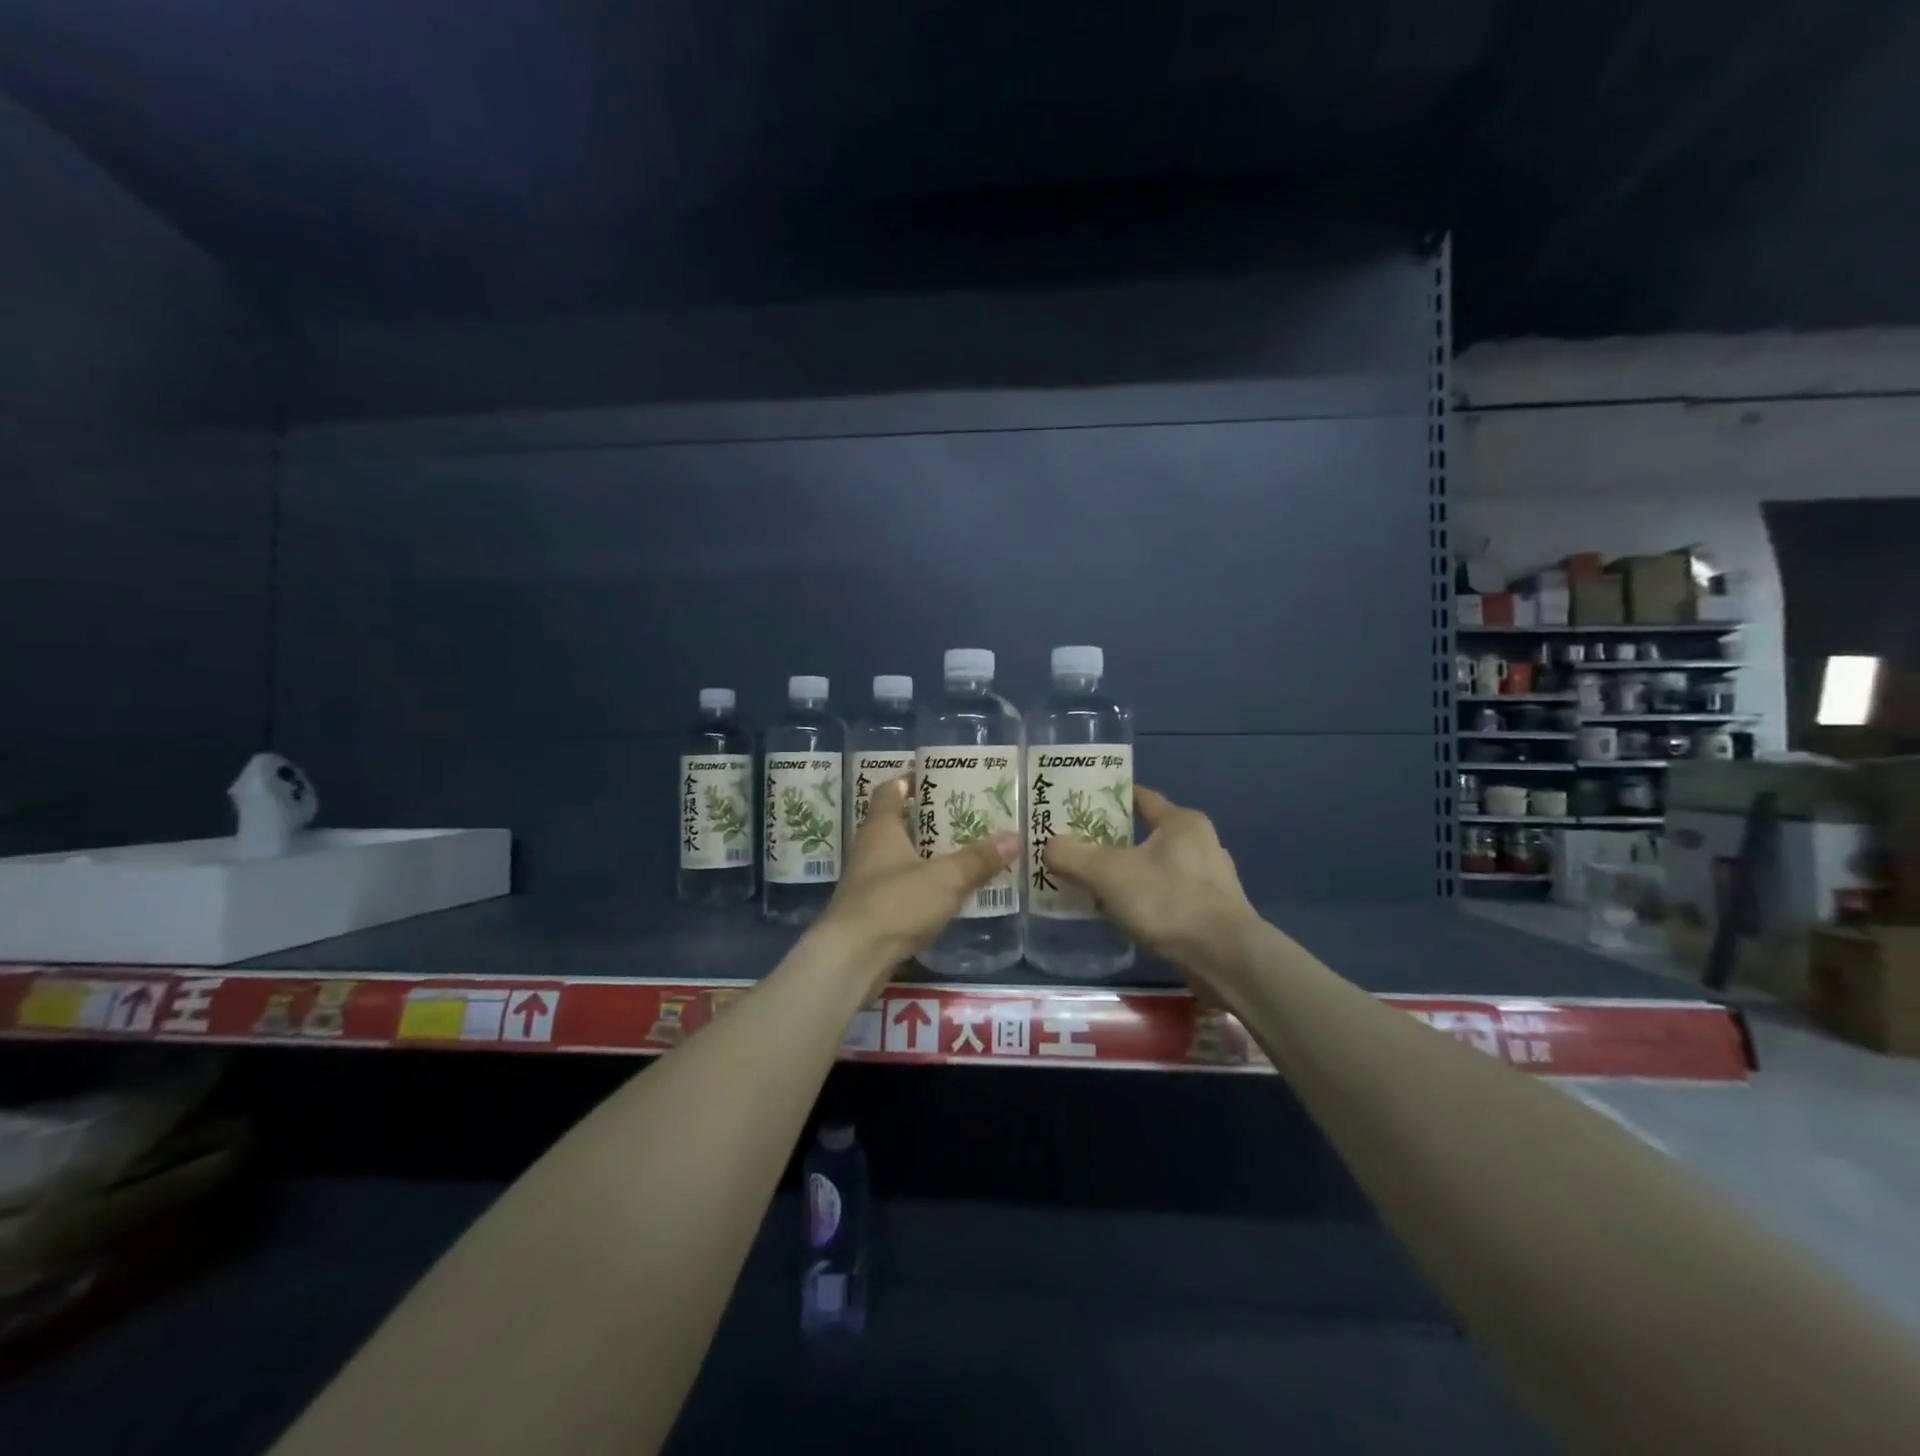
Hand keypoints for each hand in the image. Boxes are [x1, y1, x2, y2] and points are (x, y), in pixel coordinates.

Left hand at [815, 776, 1018, 984]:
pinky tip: (943, 894)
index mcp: (881, 829)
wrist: (852, 958)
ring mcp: (865, 883)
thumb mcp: (945, 879)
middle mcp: (868, 850)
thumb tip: (1014, 836)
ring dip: (923, 855)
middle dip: (926, 820)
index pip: (890, 791)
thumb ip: (978, 859)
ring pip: (897, 858)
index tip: (936, 777)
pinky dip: (919, 886)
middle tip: (961, 816)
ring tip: (960, 853)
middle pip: (896, 824)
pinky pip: (898, 889)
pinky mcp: (869, 913)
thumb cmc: (896, 904)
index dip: (909, 781)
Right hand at [1044, 786, 1260, 987]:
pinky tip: (1126, 914)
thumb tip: (1049, 846)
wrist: (1225, 959)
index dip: (1109, 798)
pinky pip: (1168, 895)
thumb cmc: (1168, 901)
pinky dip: (1145, 900)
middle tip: (1078, 849)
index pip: (1140, 797)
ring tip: (1096, 885)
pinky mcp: (1212, 912)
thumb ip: (1073, 856)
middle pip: (1146, 834)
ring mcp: (1211, 880)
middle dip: (1113, 841)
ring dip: (1129, 874)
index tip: (1079, 806)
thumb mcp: (1109, 874)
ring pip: (1157, 867)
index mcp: (1182, 822)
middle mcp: (1201, 843)